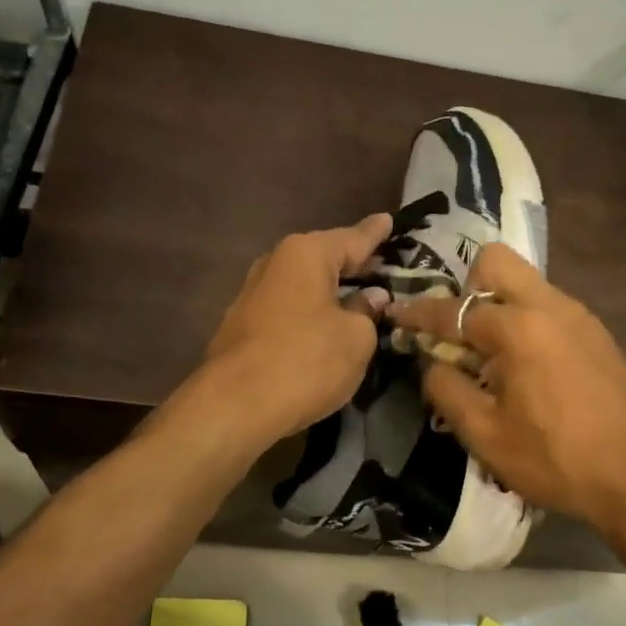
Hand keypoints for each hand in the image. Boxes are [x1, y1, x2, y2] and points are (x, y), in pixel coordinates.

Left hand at [201, 214, 393, 443]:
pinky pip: (288, 307)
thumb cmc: (306, 362)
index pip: (353, 238)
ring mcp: (252, 293)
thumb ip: (367, 312)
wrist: (235, 405)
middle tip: (382, 265)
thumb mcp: (355, 338)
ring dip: (328, 290)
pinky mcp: (241, 324)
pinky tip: (323, 324)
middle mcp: (275, 263)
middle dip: (352, 263)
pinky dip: (309, 311)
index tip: (390, 220)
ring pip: (303, 284)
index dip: (376, 233)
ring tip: (356, 295)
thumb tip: (369, 297)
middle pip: (324, 258)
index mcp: (306, 254)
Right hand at [389, 245, 625, 535]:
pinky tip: (524, 366)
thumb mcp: (486, 435)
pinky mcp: (597, 334)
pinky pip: (548, 306)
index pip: (452, 309)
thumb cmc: (557, 459)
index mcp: (517, 327)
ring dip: (496, 303)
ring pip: (525, 282)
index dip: (416, 313)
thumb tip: (433, 364)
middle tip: (457, 333)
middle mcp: (549, 306)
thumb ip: (447, 391)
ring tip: (488, 354)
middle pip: (495, 261)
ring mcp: (579, 316)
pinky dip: (525, 320)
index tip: (394, 315)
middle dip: (465, 286)